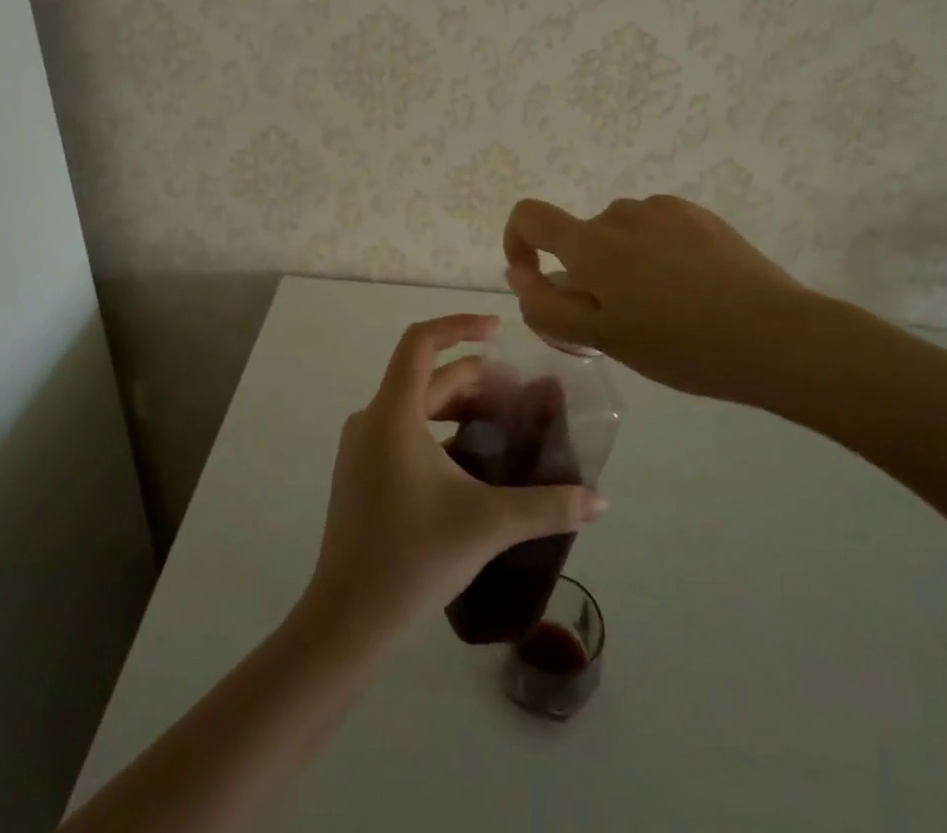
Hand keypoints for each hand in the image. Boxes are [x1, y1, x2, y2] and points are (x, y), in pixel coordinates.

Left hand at [304, 314, 604, 636]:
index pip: (421, 342)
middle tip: (519, 396)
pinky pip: (402, 431)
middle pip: (426, 376)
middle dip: (475, 378)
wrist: (346, 621)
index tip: (498, 331)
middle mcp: (372, 419)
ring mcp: (361, 447)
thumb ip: (547, 506)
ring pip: (415, 405)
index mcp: (393, 414)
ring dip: (458, 405)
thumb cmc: (413, 557)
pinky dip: (438, 430)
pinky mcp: (360, 473)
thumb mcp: (487, 524)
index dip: (459, 325)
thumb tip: (600, 501)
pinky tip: (469, 462)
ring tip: (500, 424)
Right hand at [502, 195, 822, 410]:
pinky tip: (691, 287)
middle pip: (581, 236)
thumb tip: (520, 274)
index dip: (517, 241)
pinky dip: (656, 252)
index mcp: (592, 244)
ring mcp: (663, 209)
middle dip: (586, 272)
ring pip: (620, 235)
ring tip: (664, 307)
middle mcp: (621, 213)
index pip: (529, 216)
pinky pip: (656, 228)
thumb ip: (548, 305)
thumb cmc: (681, 345)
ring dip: (623, 263)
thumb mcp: (604, 339)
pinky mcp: (697, 214)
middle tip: (623, 320)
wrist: (776, 334)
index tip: (536, 277)